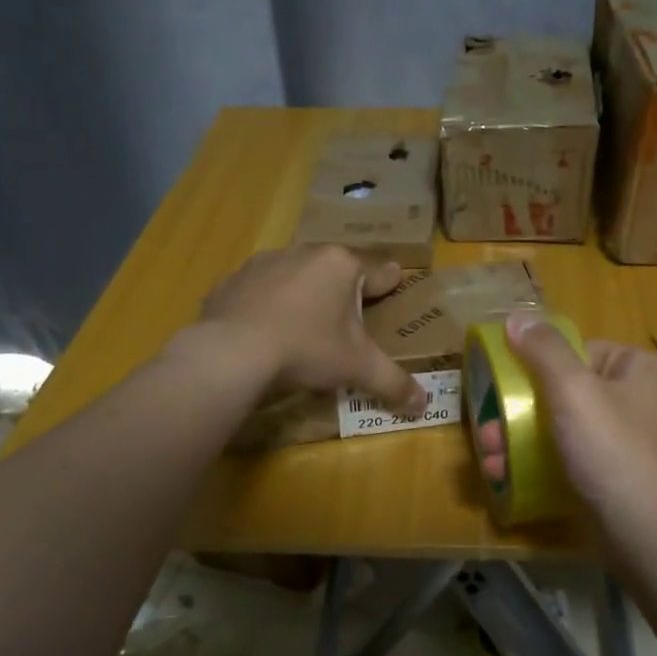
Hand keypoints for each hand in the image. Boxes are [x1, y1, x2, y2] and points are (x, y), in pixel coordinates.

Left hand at [190, 245, 424, 411]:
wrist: (232, 352)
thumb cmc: (307, 349)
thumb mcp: (357, 368)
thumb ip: (393, 382)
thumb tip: (425, 403)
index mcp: (341, 265)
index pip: (377, 272)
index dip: (389, 282)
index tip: (395, 281)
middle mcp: (304, 253)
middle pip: (334, 270)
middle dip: (343, 290)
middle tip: (348, 316)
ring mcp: (263, 263)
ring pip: (295, 275)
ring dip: (303, 293)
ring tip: (305, 323)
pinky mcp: (231, 281)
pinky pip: (258, 291)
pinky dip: (266, 305)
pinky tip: (265, 330)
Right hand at [478, 313, 656, 545]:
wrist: (652, 538)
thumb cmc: (614, 452)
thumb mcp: (573, 390)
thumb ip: (543, 350)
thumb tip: (517, 317)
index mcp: (639, 368)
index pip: (579, 350)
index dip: (536, 365)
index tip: (502, 387)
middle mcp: (642, 400)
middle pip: (566, 393)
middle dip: (519, 413)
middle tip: (487, 433)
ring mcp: (633, 443)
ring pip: (566, 430)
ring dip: (522, 442)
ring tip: (491, 461)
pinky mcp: (622, 480)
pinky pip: (577, 461)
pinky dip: (545, 466)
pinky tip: (512, 479)